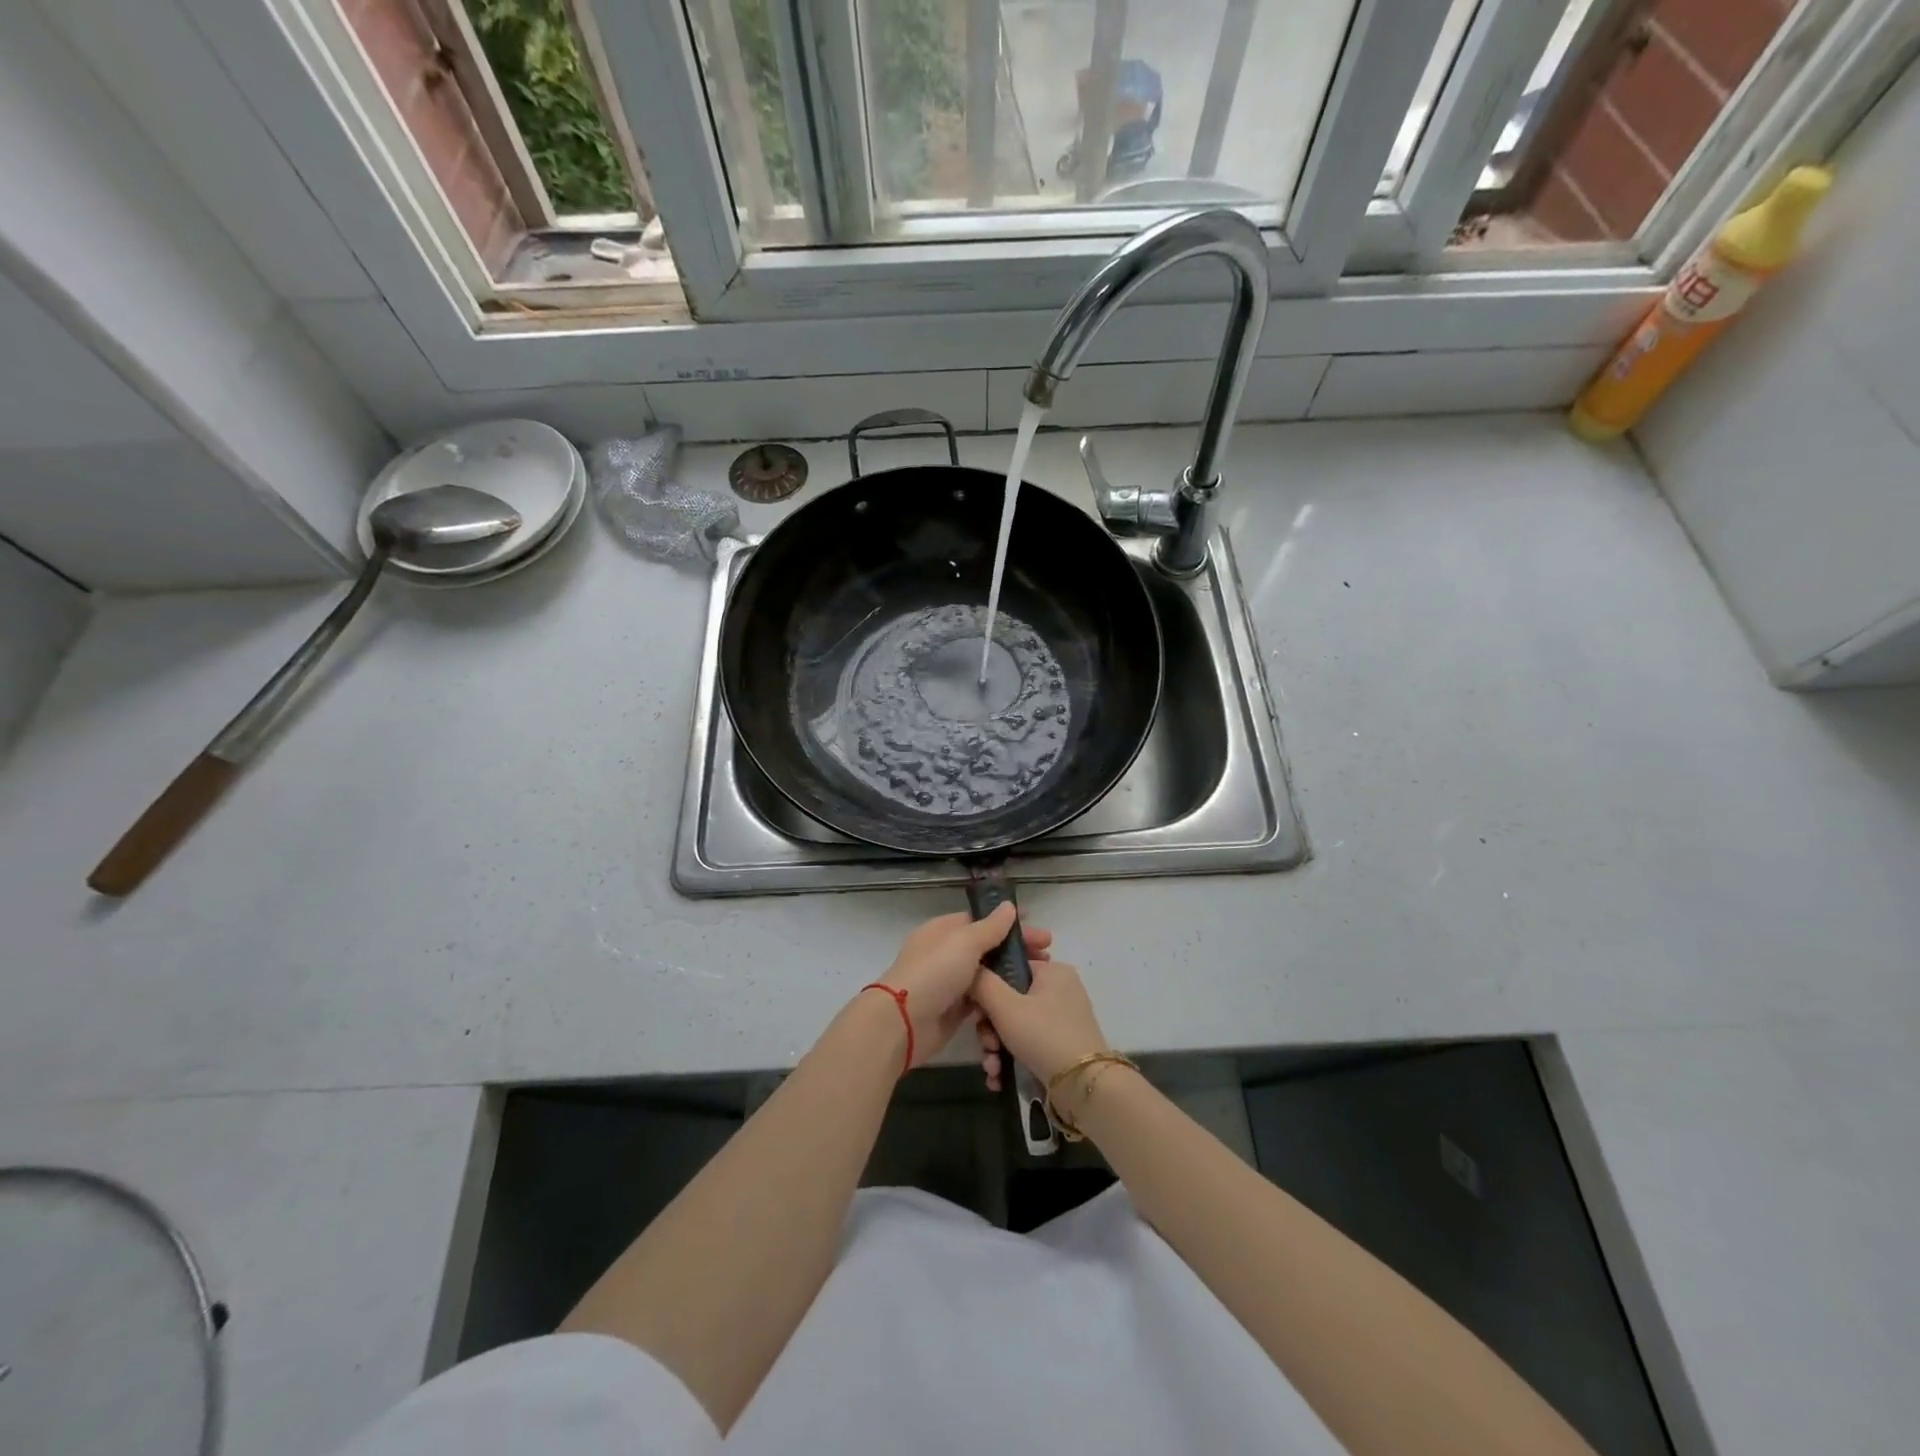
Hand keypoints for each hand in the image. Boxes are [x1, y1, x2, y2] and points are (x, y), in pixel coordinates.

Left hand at [877, 905, 1051, 1068]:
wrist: (903, 1023)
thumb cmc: (935, 973)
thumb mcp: (964, 942)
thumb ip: (990, 927)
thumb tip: (1008, 906)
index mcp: (944, 930)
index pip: (983, 921)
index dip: (1011, 924)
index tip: (1040, 932)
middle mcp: (947, 953)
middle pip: (988, 948)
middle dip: (1017, 951)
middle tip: (1047, 956)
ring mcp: (950, 982)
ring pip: (988, 975)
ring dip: (1012, 976)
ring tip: (1039, 979)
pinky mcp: (955, 1010)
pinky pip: (983, 1001)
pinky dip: (1000, 1000)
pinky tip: (1021, 1001)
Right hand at [970, 958, 1109, 1096]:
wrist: (1084, 1087)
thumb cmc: (1043, 1035)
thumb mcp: (1005, 1006)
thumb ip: (982, 982)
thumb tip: (971, 970)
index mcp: (1052, 971)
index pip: (1009, 967)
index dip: (987, 989)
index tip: (976, 1013)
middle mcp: (1060, 990)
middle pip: (1009, 1001)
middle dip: (990, 1029)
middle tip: (987, 1047)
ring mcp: (1062, 1019)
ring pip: (1015, 1026)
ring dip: (996, 1048)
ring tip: (993, 1069)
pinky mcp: (1062, 1045)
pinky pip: (1028, 1043)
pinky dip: (1011, 1059)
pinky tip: (999, 1078)